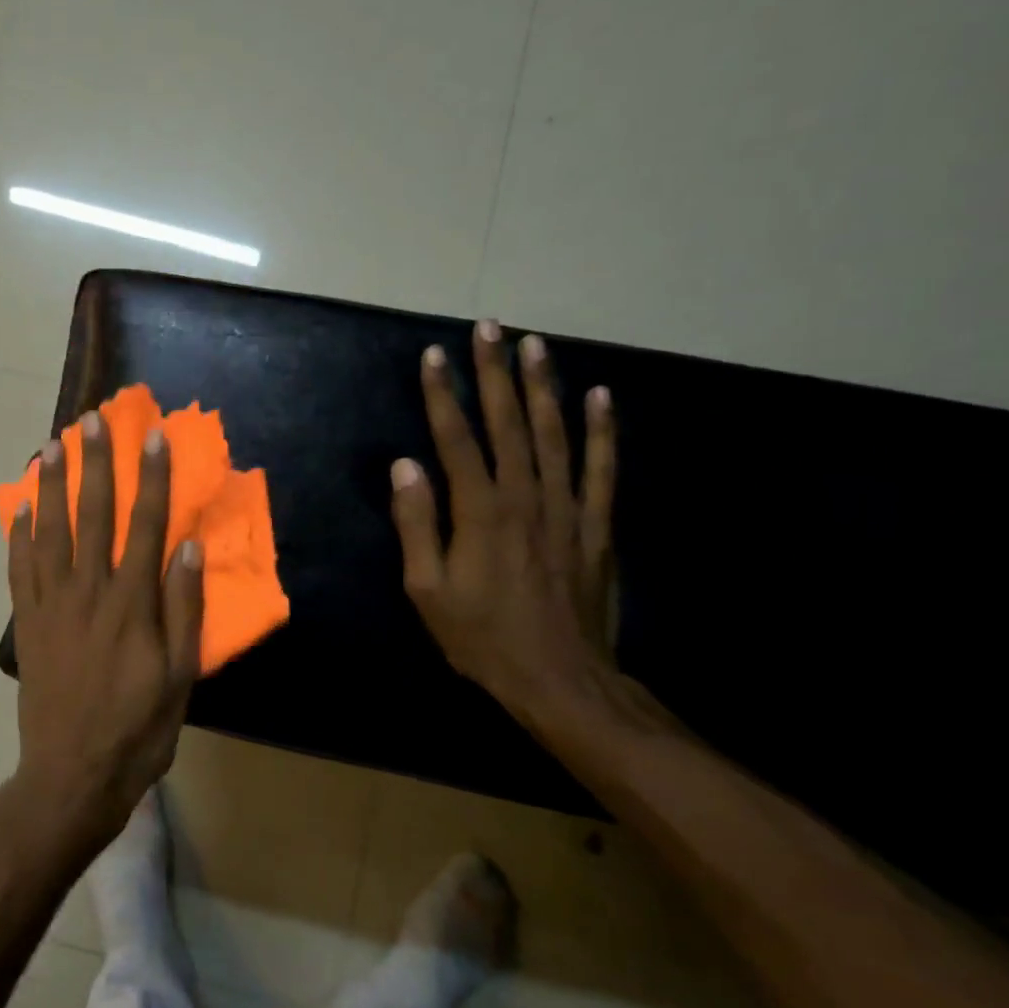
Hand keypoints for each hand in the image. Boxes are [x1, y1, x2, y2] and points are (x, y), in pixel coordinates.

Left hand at [7, 412, 204, 850]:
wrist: (72, 775)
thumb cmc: (137, 730)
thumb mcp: (180, 677)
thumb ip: (184, 610)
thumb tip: (187, 548)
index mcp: (131, 604)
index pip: (145, 526)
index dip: (150, 479)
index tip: (151, 437)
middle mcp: (88, 592)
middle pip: (92, 516)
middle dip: (95, 465)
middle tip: (92, 421)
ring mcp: (51, 606)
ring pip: (49, 532)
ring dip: (51, 486)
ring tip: (51, 446)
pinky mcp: (27, 624)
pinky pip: (19, 569)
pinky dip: (18, 535)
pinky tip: (19, 508)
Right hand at [390, 320, 617, 704]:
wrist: (562, 681)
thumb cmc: (483, 638)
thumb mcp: (428, 590)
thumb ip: (417, 525)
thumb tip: (406, 466)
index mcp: (480, 512)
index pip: (457, 439)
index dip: (443, 395)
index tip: (434, 354)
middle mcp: (526, 497)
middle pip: (509, 423)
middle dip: (495, 372)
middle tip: (489, 326)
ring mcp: (568, 508)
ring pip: (555, 434)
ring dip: (544, 386)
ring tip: (535, 344)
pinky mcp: (598, 526)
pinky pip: (602, 469)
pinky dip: (602, 431)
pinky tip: (600, 397)